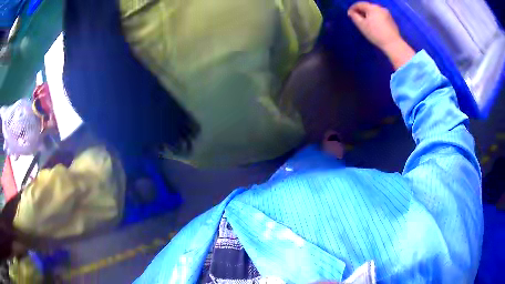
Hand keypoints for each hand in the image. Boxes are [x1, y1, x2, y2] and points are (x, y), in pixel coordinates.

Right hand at [348, 2, 414, 69]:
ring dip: (368, 15)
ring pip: (374, 11)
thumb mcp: (362, 25)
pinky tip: (374, 25)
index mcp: (372, 7)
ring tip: (366, 22)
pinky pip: (380, 15)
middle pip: (367, 7)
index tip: (349, 15)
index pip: (359, 4)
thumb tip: (352, 12)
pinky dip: (375, 18)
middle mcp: (380, 7)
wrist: (393, 44)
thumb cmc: (376, 34)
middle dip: (361, 11)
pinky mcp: (391, 19)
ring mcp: (387, 13)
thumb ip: (354, 16)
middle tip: (357, 19)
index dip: (352, 8)